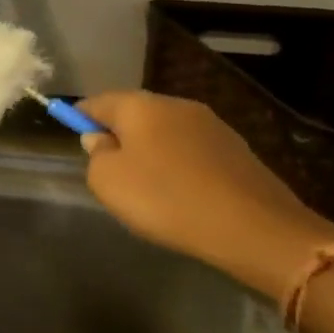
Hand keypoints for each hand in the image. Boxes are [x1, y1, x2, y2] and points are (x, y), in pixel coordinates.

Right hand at [76, 90, 333, 298]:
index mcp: (139, 105)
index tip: (77, 143)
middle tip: (111, 170)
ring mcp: (211, 125)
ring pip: (165, 132)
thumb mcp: (107, 181)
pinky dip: (180, 165)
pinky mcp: (237, 149)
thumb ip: (95, 154)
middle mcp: (175, 104)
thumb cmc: (166, 199)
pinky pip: (192, 151)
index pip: (96, 102)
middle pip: (133, 113)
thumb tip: (101, 139)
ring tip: (149, 187)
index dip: (80, 119)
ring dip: (152, 151)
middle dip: (119, 135)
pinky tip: (182, 193)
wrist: (256, 230)